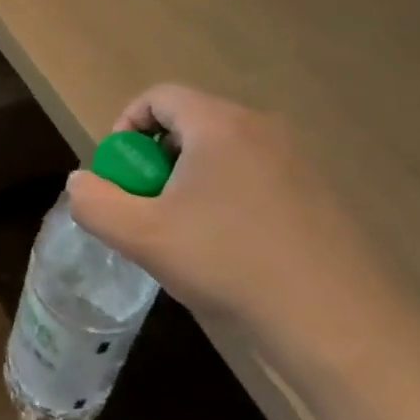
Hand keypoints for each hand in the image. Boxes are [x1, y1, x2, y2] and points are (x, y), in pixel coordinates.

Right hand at [65, 85, 401, 365]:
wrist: (338, 322)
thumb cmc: (229, 264)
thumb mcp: (141, 237)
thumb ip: (95, 203)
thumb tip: (81, 183)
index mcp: (219, 124)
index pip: (159, 97)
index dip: (126, 126)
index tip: (120, 173)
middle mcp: (262, 128)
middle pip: (191, 123)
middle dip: (157, 159)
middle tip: (147, 206)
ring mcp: (298, 159)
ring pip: (224, 152)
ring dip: (192, 180)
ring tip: (186, 233)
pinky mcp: (321, 193)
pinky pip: (256, 176)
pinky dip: (229, 196)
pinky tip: (231, 249)